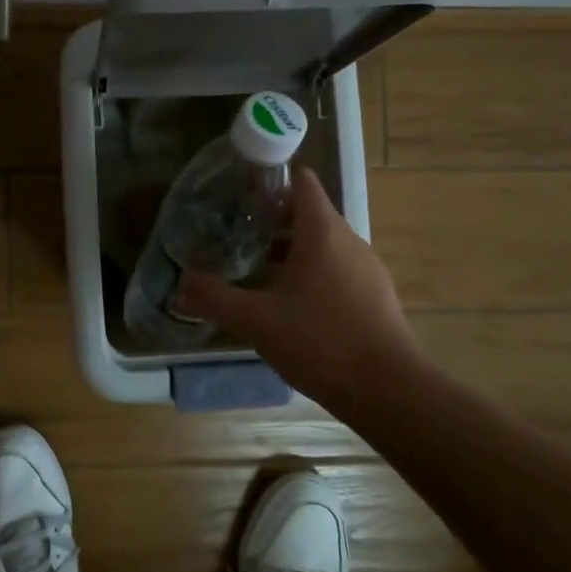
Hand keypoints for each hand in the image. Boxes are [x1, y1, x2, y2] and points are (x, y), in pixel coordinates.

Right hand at [177, 169, 417, 409]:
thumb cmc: (321, 340)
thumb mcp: (257, 320)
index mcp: (323, 231)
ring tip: (255, 269)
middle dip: (271, 221)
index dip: (271, 180)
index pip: (301, 181)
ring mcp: (366, 269)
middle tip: (235, 235)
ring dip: (290, 251)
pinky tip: (288, 305)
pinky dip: (310, 275)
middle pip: (309, 213)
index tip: (240, 193)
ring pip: (322, 245)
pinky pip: (336, 271)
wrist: (388, 391)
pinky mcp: (374, 297)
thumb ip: (215, 298)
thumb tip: (182, 284)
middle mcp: (349, 241)